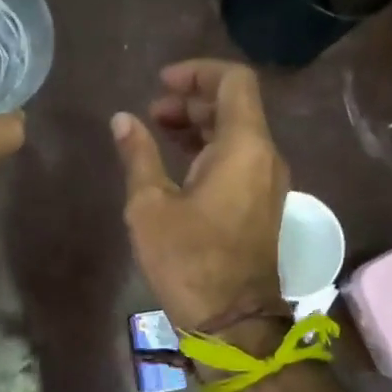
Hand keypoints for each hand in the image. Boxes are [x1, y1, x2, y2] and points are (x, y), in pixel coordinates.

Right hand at [111, 59, 289, 331]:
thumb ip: (138, 156)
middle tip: (152, 112)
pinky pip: (240, 159)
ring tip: (158, 133)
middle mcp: (265, 157)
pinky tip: (178, 163)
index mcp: (244, 147)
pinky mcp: (262, 205)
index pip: (233, 82)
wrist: (232, 320)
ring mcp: (268, 182)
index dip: (197, 72)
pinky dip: (210, 150)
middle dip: (192, 99)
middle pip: (235, 106)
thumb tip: (123, 120)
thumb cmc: (188, 260)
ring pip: (238, 134)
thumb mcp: (150, 206)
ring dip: (199, 125)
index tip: (160, 83)